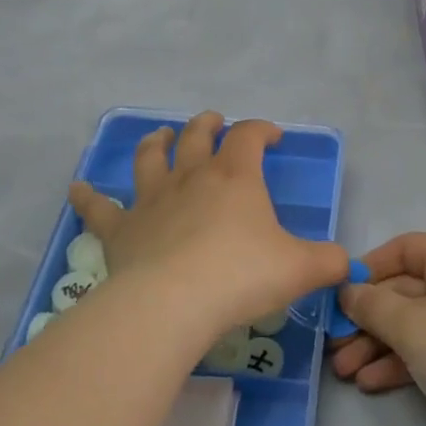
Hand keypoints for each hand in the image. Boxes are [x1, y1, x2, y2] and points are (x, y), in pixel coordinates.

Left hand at [67, 113, 348, 345]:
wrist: (173, 303)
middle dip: (208, 125)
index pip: (249, 136)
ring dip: (156, 143)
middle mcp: (192, 178)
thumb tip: (349, 264)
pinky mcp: (121, 231)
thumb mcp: (301, 269)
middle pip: (197, 136)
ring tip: (161, 136)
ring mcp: (152, 201)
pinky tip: (77, 188)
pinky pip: (99, 208)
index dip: (262, 129)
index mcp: (235, 177)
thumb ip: (330, 262)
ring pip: (150, 159)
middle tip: (214, 121)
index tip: (273, 136)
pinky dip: (87, 196)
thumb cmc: (242, 276)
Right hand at [331, 234, 425, 425]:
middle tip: (333, 343)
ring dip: (375, 345)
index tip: (341, 292)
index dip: (371, 266)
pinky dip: (398, 363)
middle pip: (405, 291)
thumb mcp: (409, 324)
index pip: (406, 249)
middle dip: (366, 318)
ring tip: (343, 370)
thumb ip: (371, 304)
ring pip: (412, 325)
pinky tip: (369, 383)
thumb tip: (348, 292)